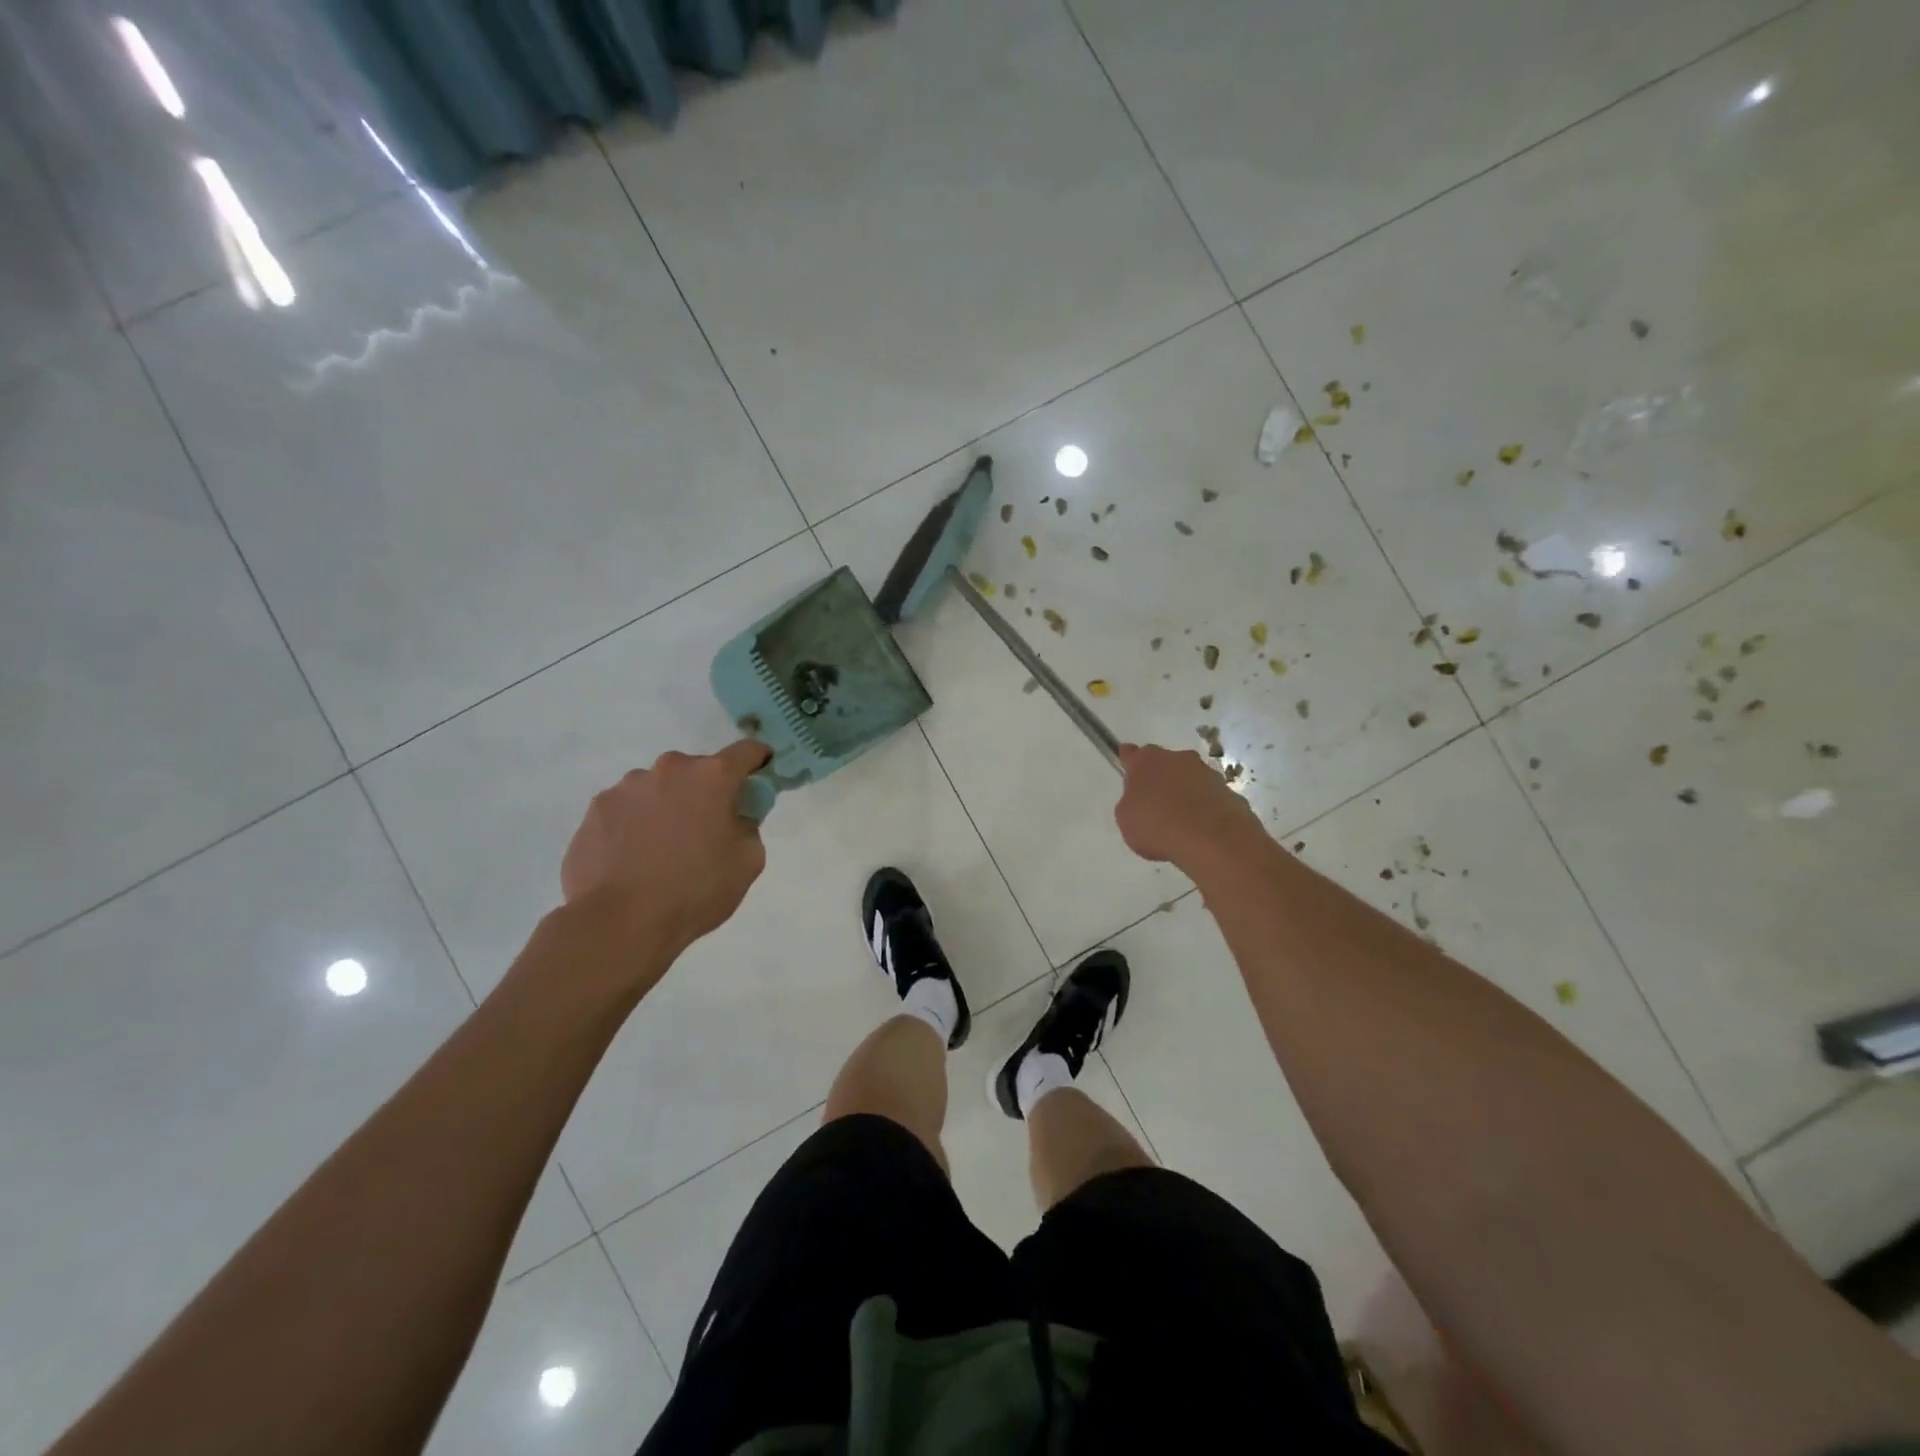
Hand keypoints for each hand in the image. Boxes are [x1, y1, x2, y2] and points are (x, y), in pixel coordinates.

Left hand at [561, 740, 771, 960]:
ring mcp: (626, 787)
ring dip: (666, 807)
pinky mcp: (595, 810)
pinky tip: (632, 860)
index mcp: (712, 776)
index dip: (758, 761)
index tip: (760, 777)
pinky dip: (634, 826)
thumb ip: (748, 826)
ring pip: (657, 789)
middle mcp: (668, 769)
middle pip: (696, 771)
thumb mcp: (748, 862)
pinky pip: (625, 810)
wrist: (620, 922)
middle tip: (705, 830)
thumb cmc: (696, 890)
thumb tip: (733, 817)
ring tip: (660, 851)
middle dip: (705, 792)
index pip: (746, 751)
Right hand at [1113, 743, 1263, 873]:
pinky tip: (1201, 831)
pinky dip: (1205, 808)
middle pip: (1164, 764)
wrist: (1212, 839)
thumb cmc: (1158, 826)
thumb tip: (1141, 802)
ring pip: (1190, 779)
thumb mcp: (1126, 820)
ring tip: (1181, 823)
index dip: (1128, 761)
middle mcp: (1178, 759)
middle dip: (1160, 778)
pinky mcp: (1229, 791)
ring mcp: (1207, 773)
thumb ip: (1131, 804)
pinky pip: (1210, 797)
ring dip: (1185, 793)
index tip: (1127, 770)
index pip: (1131, 753)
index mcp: (1146, 761)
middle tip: (1155, 804)